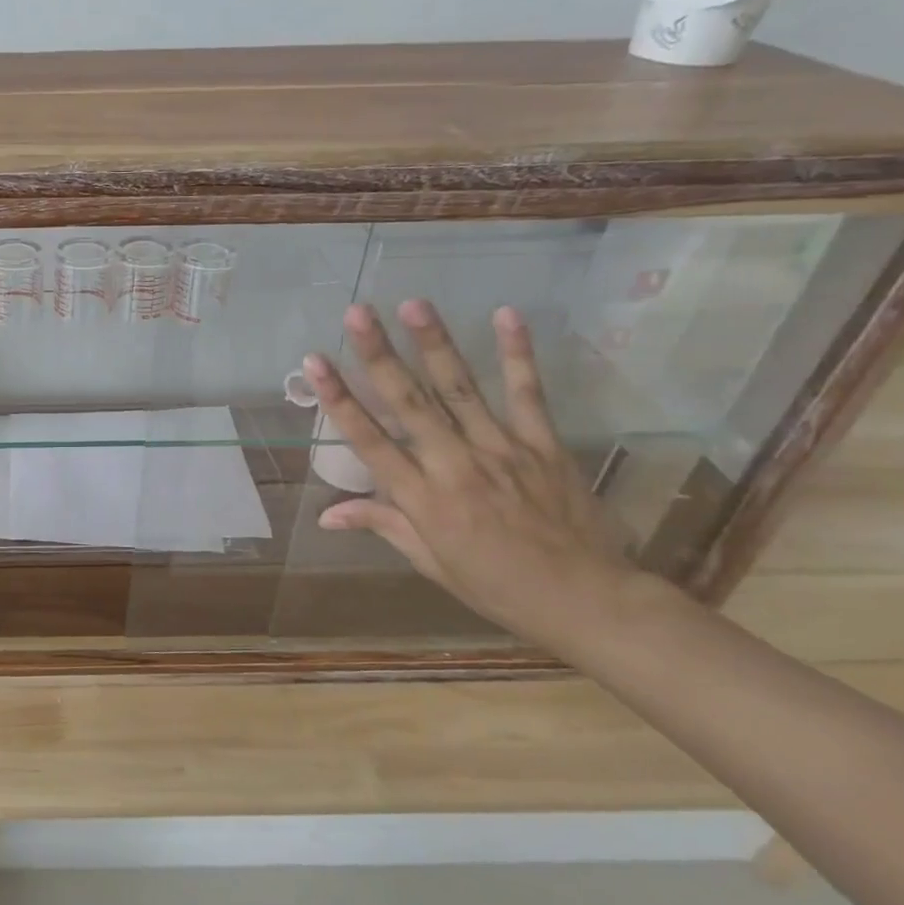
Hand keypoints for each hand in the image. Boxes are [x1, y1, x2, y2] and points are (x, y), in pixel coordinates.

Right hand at [302, 301, 638, 641]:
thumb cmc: (496, 585)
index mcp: (423, 499)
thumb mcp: (430, 562)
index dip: (339, 399)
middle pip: (409, 403)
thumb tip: (325, 515)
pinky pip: (528, 394)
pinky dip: (517, 354)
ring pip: (460, 389)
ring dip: (435, 343)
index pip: (369, 440)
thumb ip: (382, 524)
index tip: (316, 361)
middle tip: (357, 313)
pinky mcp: (543, 444)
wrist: (587, 600)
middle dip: (380, 354)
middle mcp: (455, 466)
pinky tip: (506, 314)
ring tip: (413, 303)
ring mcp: (502, 450)